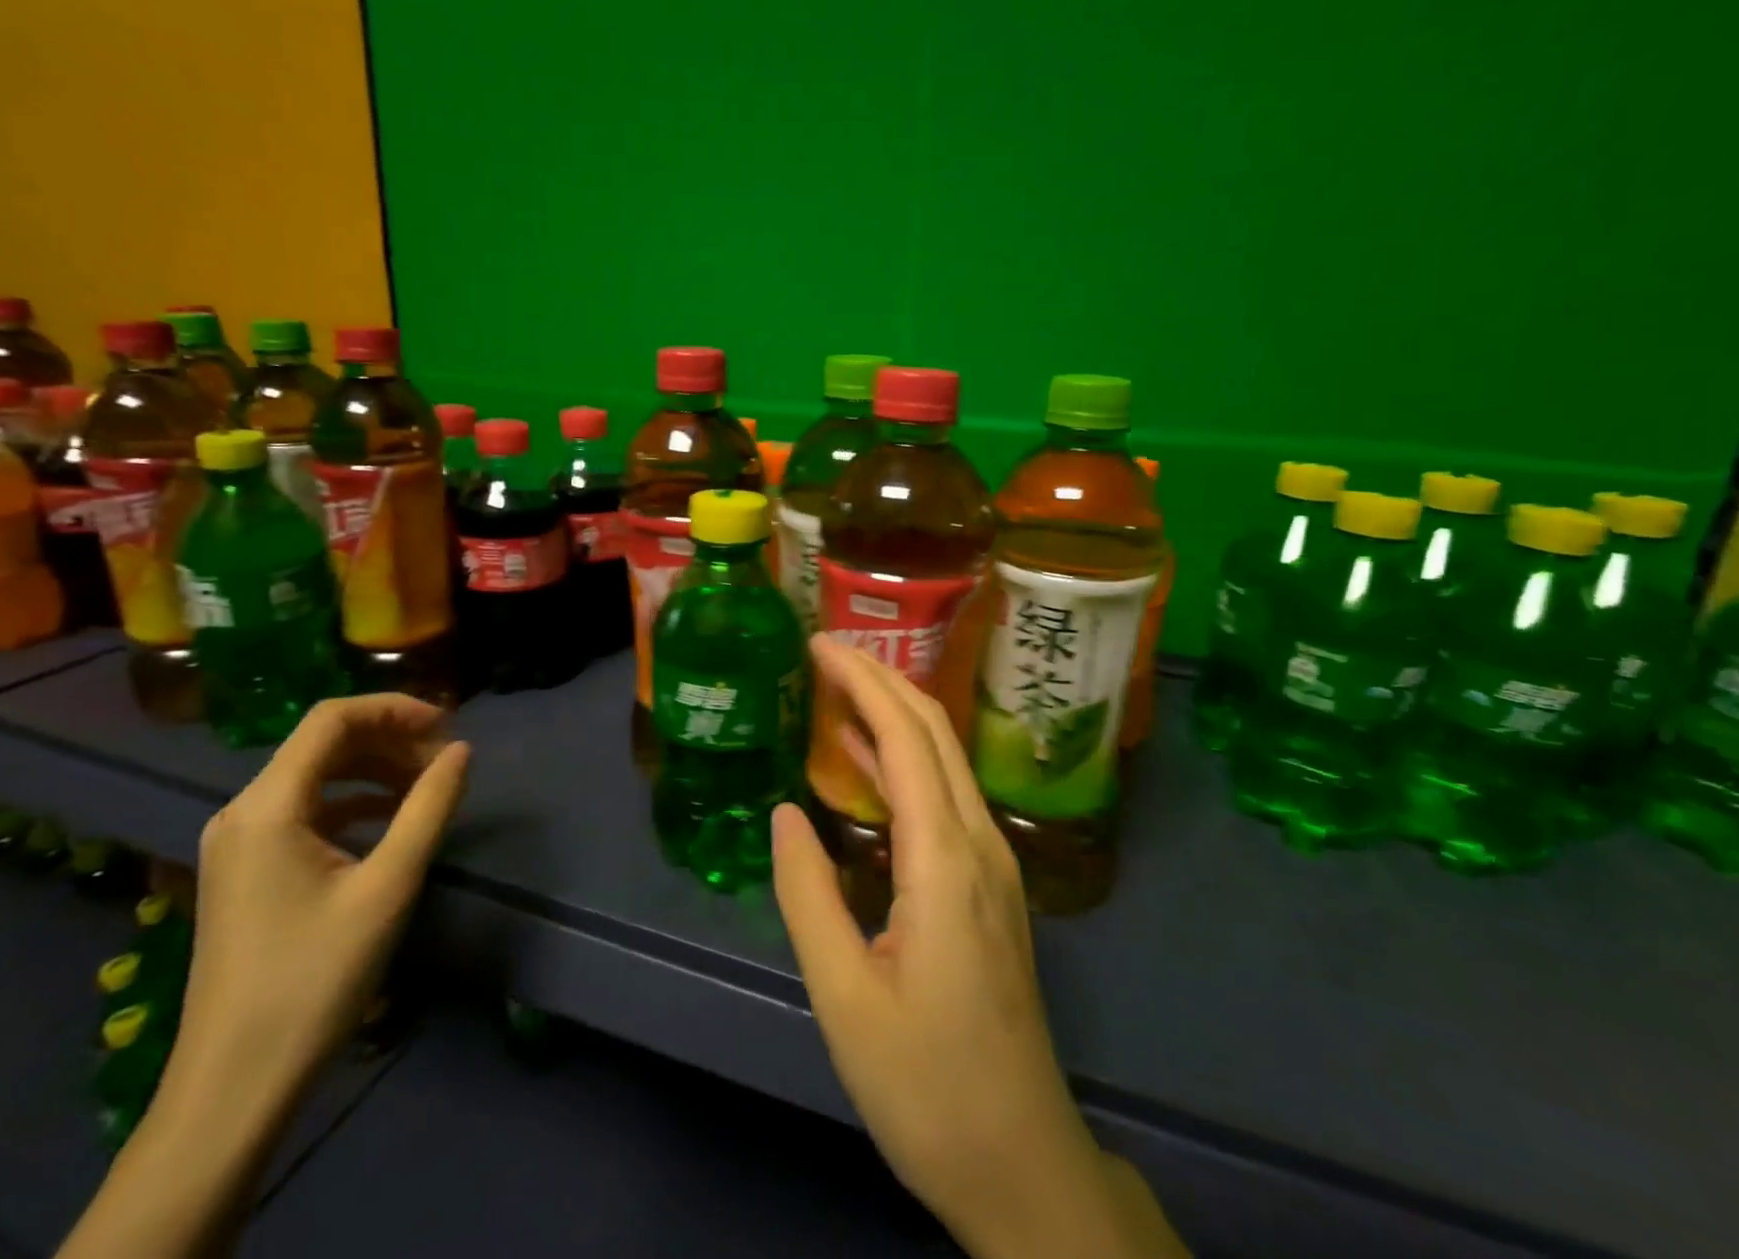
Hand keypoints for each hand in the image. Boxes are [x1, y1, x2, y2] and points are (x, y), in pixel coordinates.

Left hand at [172, 694, 469, 1105]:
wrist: (235, 1084)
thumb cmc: (315, 978)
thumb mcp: (389, 885)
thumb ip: (429, 807)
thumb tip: (462, 750)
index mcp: (268, 806)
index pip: (332, 718)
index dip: (395, 709)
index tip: (448, 726)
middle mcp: (243, 811)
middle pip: (323, 742)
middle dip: (390, 739)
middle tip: (445, 761)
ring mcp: (239, 842)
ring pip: (316, 774)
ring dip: (375, 768)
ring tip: (427, 786)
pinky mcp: (247, 869)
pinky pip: (305, 809)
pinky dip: (354, 801)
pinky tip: (391, 820)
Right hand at [773, 636, 1184, 1258]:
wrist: (1021, 1161)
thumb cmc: (926, 1084)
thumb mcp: (844, 997)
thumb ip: (808, 895)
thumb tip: (784, 813)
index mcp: (945, 860)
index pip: (906, 737)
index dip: (863, 680)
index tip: (819, 644)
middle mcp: (978, 843)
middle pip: (934, 731)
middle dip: (881, 678)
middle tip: (825, 649)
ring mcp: (992, 862)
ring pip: (944, 758)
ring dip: (893, 712)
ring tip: (838, 685)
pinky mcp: (988, 884)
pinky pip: (944, 795)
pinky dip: (903, 759)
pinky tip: (865, 760)